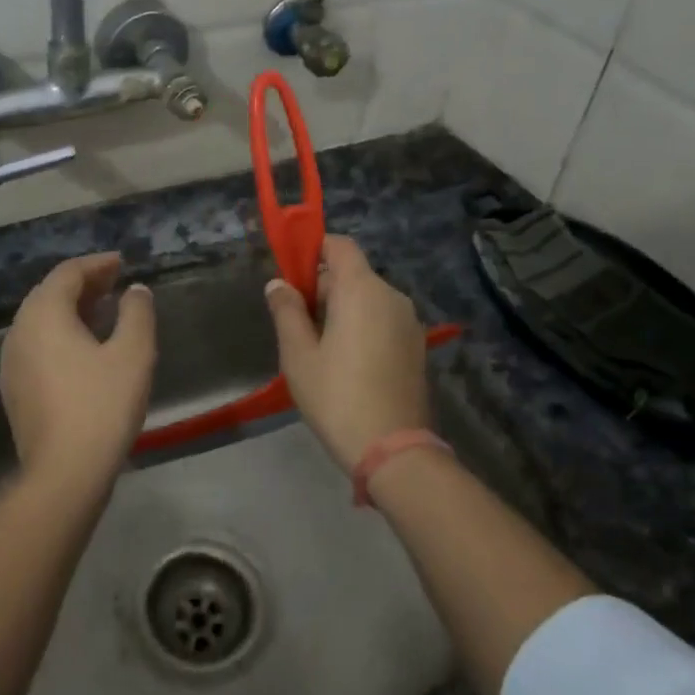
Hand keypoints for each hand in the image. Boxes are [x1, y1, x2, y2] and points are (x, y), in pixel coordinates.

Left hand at [0, 253, 156, 494]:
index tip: (122, 262)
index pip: (67, 273)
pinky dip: (62, 334)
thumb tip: (135, 290)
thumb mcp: (133, 353)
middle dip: (84, 284)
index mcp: (43, 315)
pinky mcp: (15, 388)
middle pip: (50, 294)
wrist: (64, 473)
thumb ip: (137, 313)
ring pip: (42, 321)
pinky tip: (86, 348)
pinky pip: (38, 345)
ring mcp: (12, 362)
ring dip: (72, 309)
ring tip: (104, 310)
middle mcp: (19, 331)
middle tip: (115, 282)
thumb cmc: (102, 405)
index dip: (97, 264)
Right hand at [265, 236, 429, 471]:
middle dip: (324, 286)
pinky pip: (383, 320)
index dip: (314, 249)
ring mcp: (409, 322)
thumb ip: (287, 312)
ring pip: (368, 298)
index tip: (292, 274)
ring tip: (319, 346)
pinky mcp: (416, 346)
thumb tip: (278, 284)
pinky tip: (346, 361)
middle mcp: (391, 297)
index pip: (340, 245)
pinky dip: (362, 325)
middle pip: (353, 273)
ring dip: (343, 308)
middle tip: (297, 321)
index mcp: (361, 290)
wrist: (393, 449)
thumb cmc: (337, 396)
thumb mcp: (299, 355)